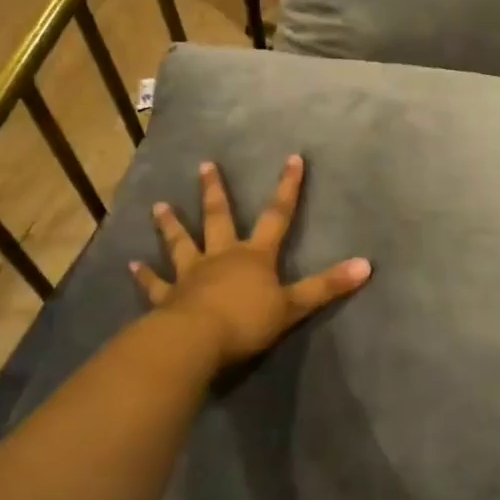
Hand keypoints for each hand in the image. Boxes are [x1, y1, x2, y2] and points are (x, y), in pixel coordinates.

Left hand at [131, 155, 371, 365]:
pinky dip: (144, 275)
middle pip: (219, 218)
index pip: (277, 215)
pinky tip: (131, 264)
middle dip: (215, 191)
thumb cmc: (247, 321)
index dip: (287, 187)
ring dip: (171, 225)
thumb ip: (327, 286)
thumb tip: (368, 265)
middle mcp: (221, 256)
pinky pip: (155, 284)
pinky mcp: (168, 298)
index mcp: (254, 256)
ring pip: (181, 243)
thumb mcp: (294, 305)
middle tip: (204, 165)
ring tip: (159, 204)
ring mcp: (191, 275)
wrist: (196, 341)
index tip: (292, 158)